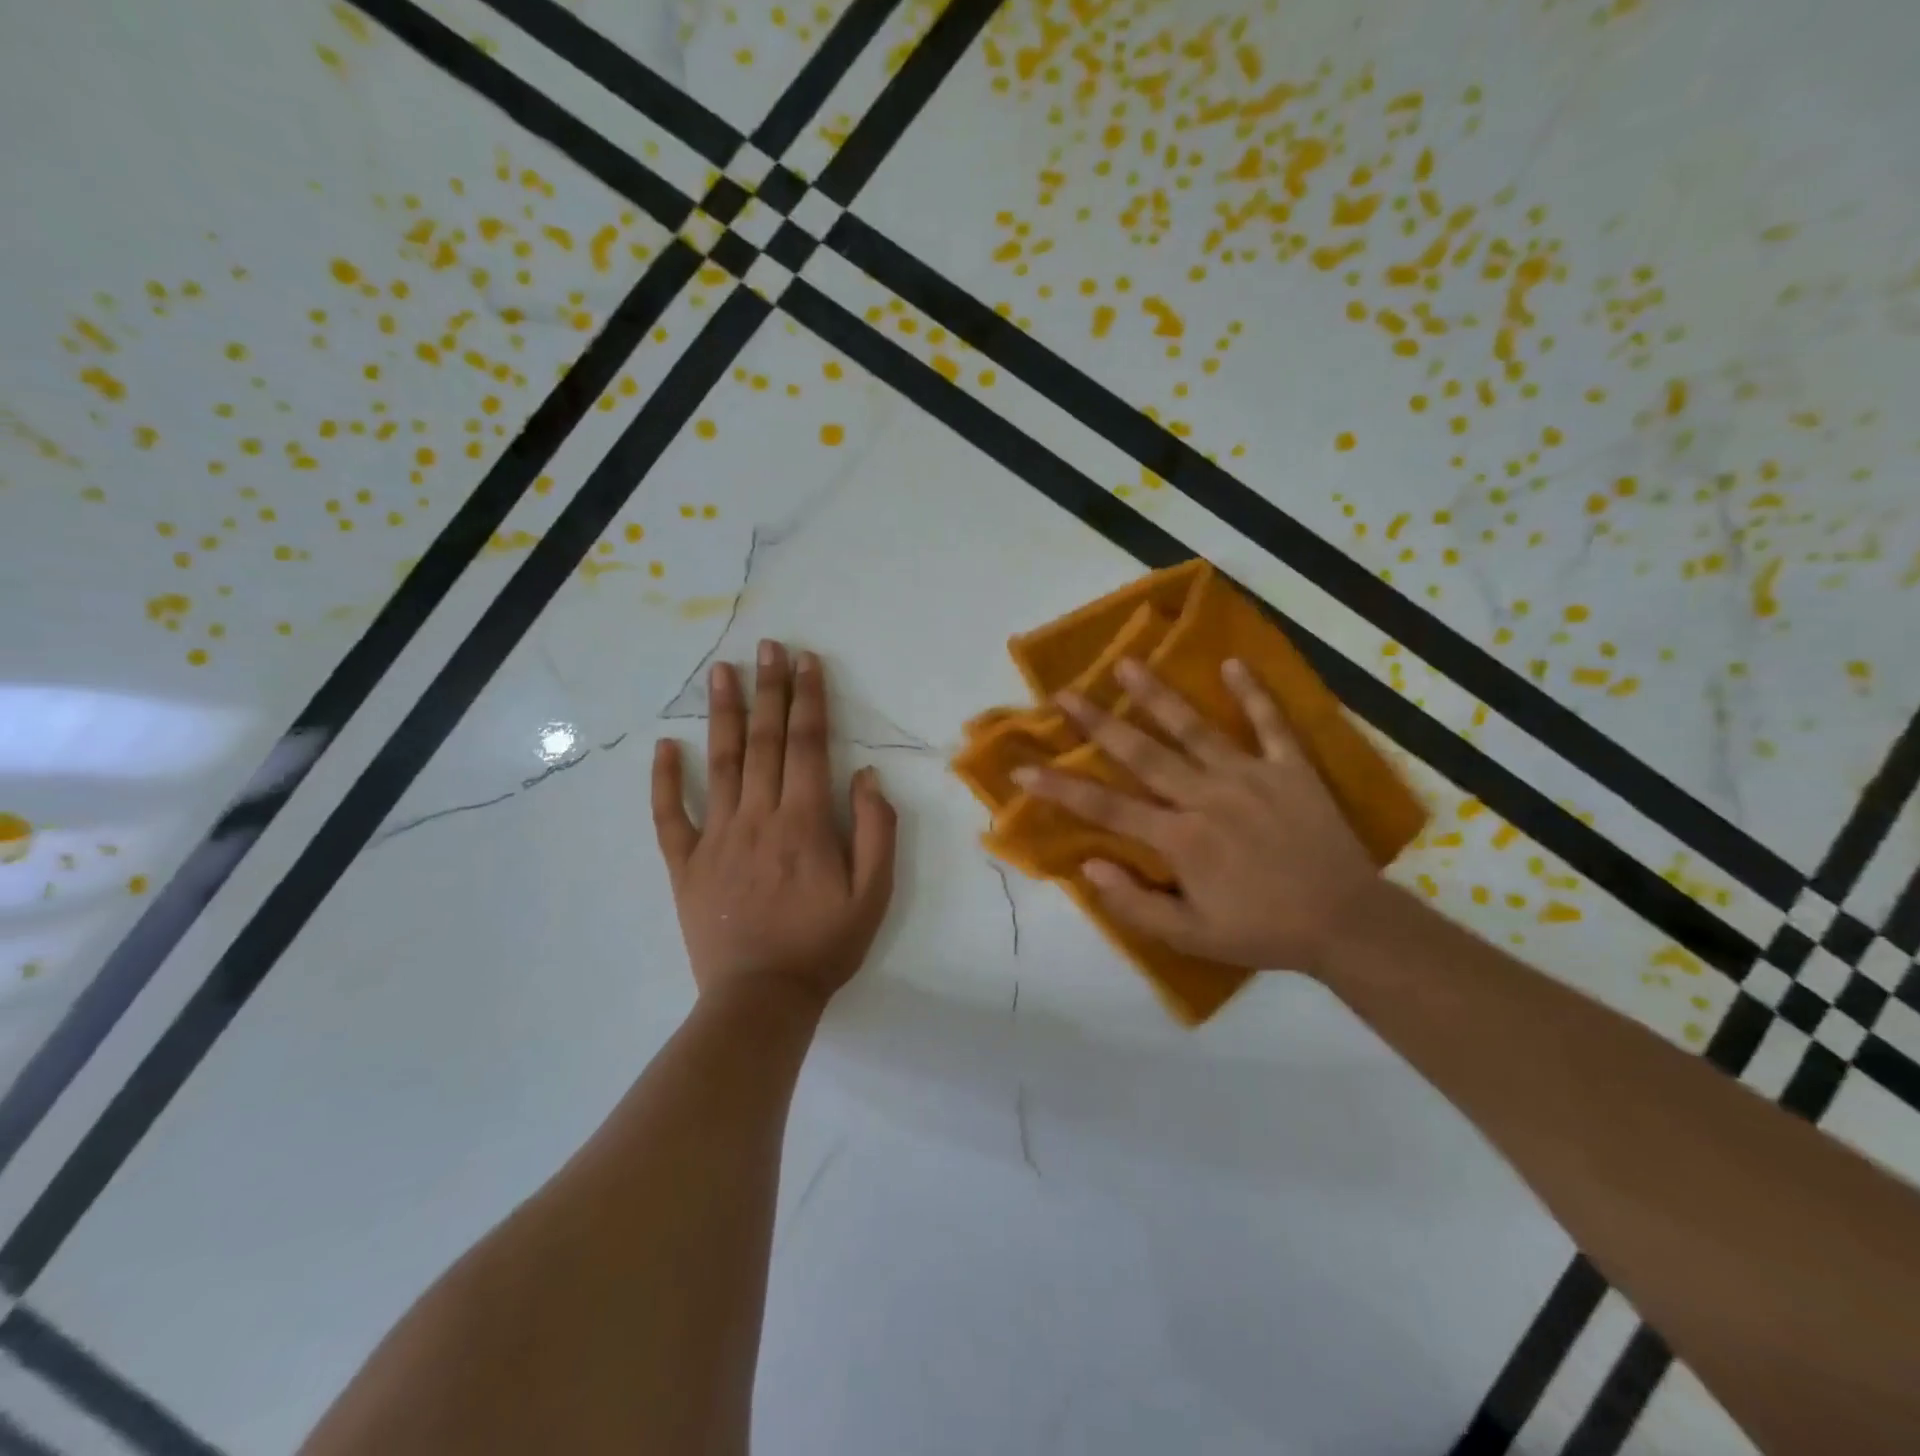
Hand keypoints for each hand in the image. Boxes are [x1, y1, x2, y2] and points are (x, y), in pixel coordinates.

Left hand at [652, 641, 896, 1009]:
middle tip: (767, 647)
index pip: (808, 745)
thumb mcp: (874, 893)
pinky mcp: (685, 863)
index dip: (809, 699)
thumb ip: (876, 830)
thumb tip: (865, 775)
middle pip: (764, 740)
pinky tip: (665, 746)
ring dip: (722, 714)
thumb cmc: (824, 945)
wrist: (761, 998)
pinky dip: (665, 779)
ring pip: (719, 763)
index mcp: (805, 821)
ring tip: (721, 671)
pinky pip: (669, 814)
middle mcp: (758, 816)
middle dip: (769, 689)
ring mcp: (716, 837)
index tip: (806, 661)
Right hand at [1013, 657, 1380, 974]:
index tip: (1022, 768)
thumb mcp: (1190, 936)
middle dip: (1098, 723)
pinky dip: (1253, 693)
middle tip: (1064, 694)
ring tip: (1127, 664)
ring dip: (1158, 695)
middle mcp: (1207, 796)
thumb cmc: (1262, 930)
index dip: (1058, 787)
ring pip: (1195, 728)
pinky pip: (1270, 724)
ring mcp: (1250, 776)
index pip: (1106, 808)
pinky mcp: (1291, 768)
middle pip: (1142, 754)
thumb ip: (1134, 904)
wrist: (1345, 923)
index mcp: (1180, 838)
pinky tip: (1233, 663)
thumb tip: (1087, 865)